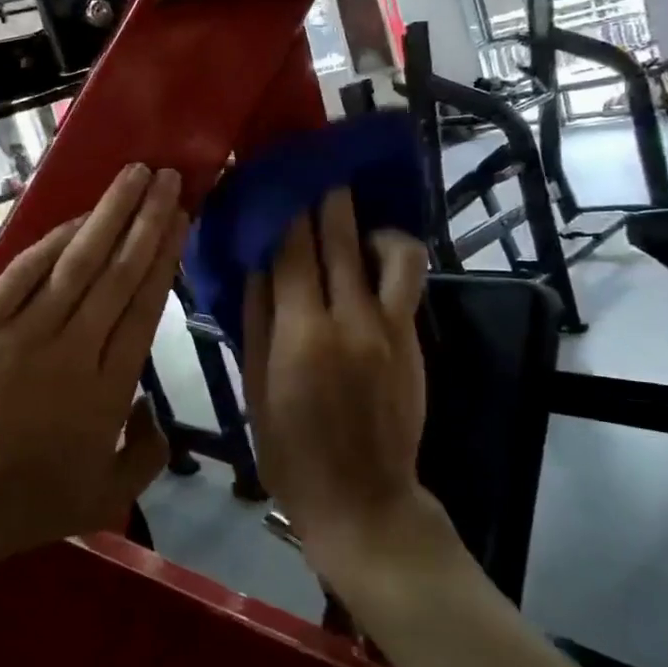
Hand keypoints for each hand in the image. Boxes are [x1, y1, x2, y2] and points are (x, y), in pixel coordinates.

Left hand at [0, 163, 185, 573]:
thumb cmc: (24, 505)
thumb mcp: (104, 497)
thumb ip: (146, 455)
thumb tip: (159, 414)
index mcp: (109, 388)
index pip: (144, 306)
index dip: (164, 256)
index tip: (180, 219)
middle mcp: (74, 348)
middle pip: (119, 272)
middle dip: (147, 219)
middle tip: (167, 179)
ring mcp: (24, 332)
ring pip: (77, 262)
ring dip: (109, 215)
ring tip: (134, 177)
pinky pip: (23, 273)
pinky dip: (52, 242)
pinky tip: (77, 218)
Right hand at [242, 189, 431, 565]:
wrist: (362, 498)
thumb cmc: (290, 450)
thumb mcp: (254, 387)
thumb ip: (256, 319)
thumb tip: (255, 262)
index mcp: (299, 333)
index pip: (289, 249)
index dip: (281, 208)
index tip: (274, 177)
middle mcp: (348, 318)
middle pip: (338, 237)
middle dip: (324, 196)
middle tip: (314, 167)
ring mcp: (389, 326)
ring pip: (389, 250)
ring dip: (368, 221)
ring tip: (351, 215)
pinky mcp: (413, 338)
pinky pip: (406, 280)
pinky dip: (389, 255)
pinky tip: (370, 255)